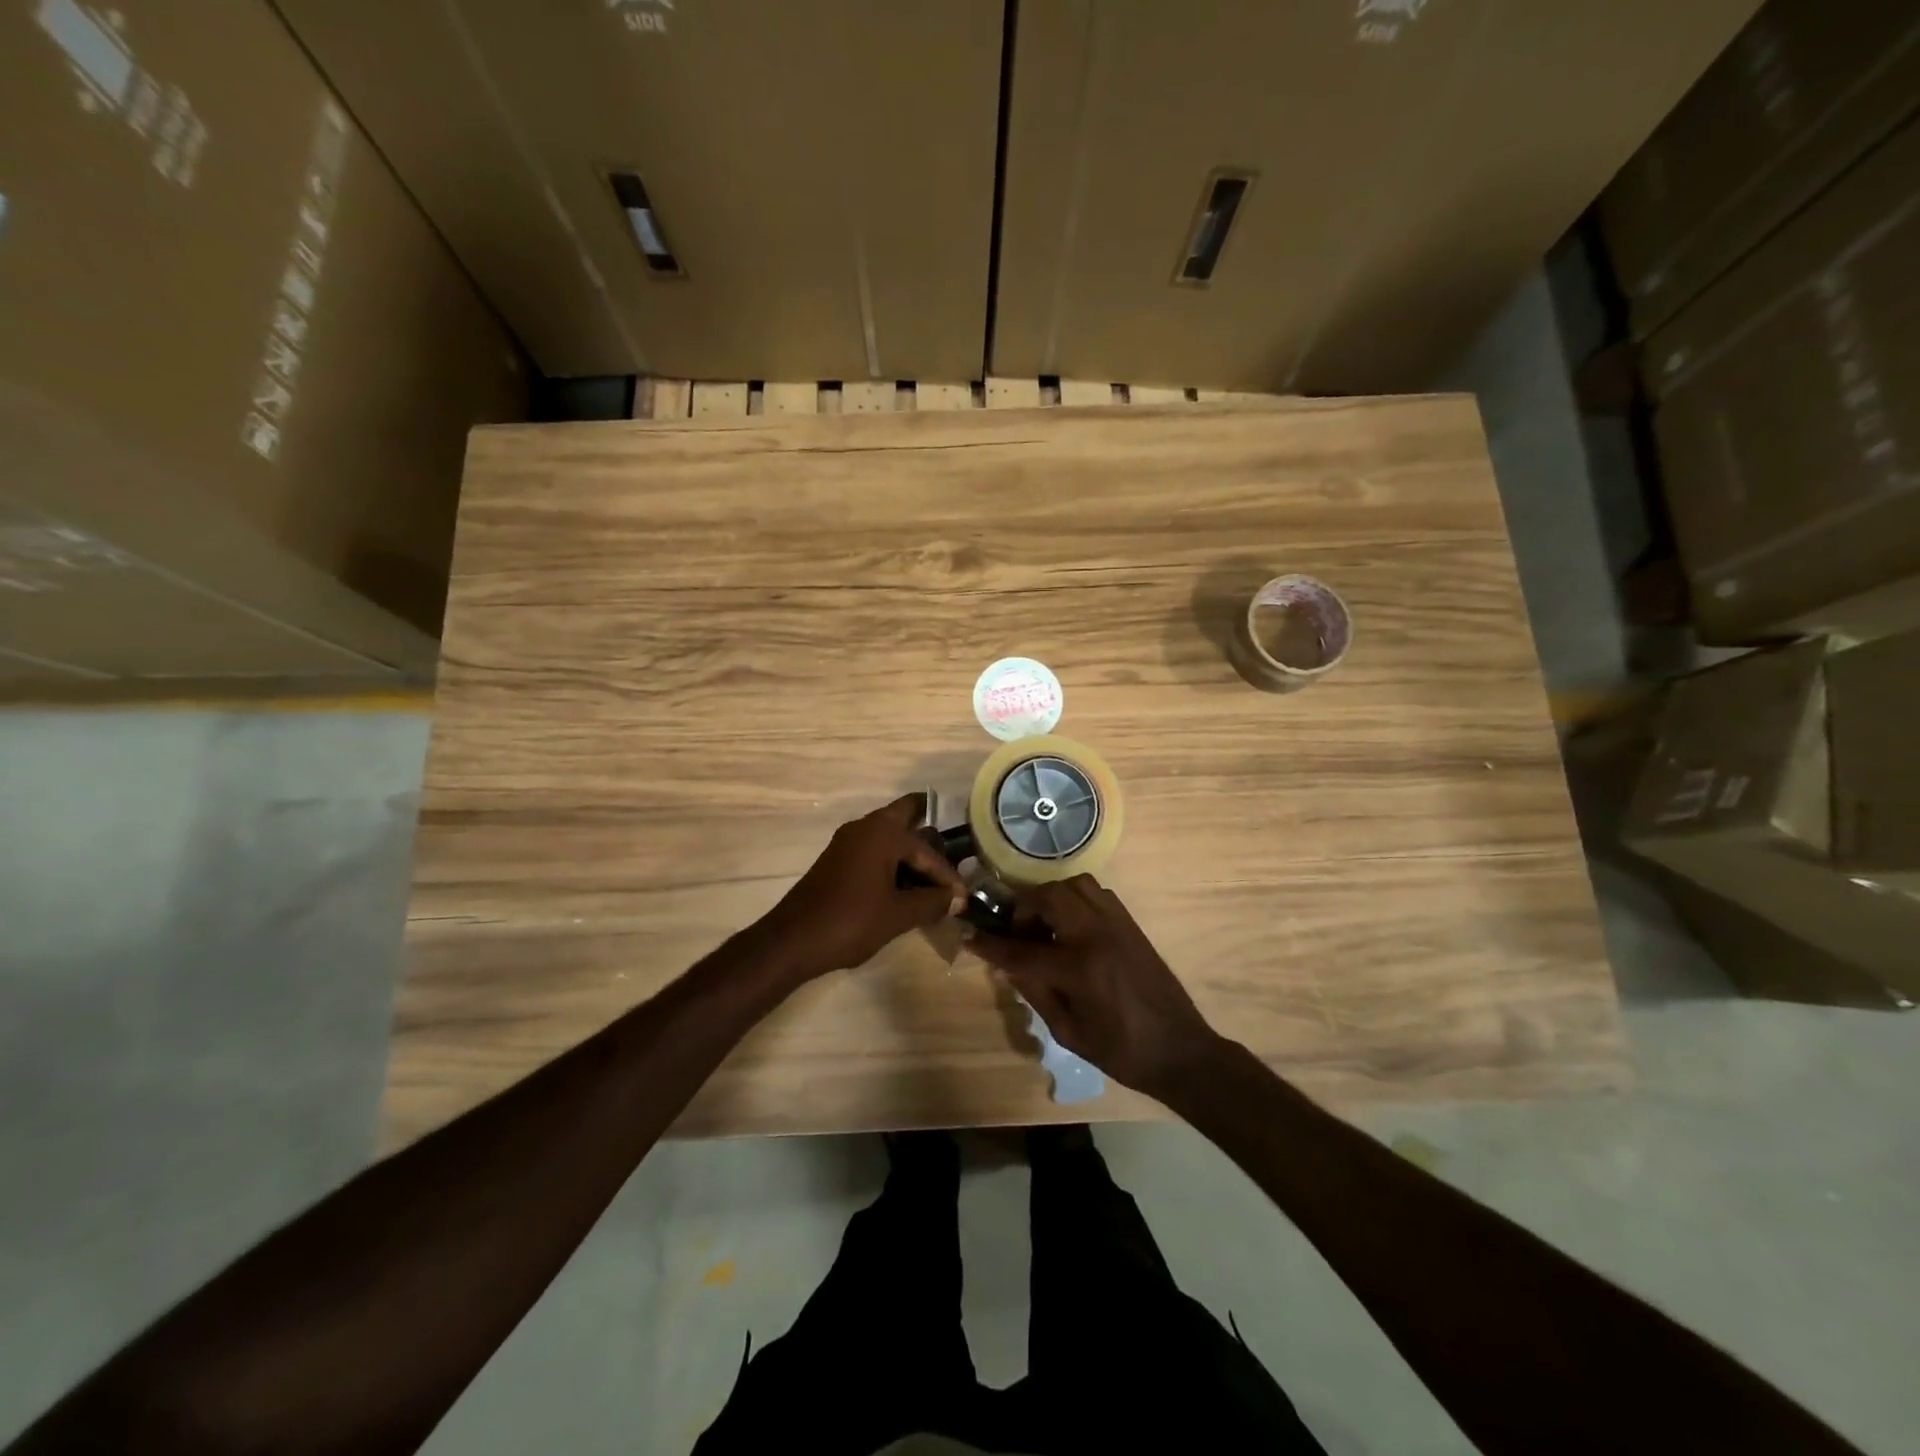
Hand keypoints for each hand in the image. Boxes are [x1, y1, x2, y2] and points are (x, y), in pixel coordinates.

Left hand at [759, 794, 968, 979]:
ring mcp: (848, 842)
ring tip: (934, 877)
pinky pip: (874, 850)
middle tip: (954, 851)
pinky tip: (906, 886)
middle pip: (905, 816)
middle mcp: (865, 827)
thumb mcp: (899, 914)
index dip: (948, 875)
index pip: (927, 850)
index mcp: (882, 833)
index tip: (964, 897)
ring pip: (889, 835)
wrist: (793, 940)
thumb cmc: (850, 922)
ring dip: (911, 850)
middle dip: (930, 832)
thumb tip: (957, 898)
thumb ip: (933, 902)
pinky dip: (893, 861)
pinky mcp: (838, 859)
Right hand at [969, 875, 1224, 1099]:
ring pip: (1073, 885)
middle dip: (1023, 910)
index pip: (1021, 948)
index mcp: (1078, 967)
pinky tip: (1071, 928)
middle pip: (1047, 897)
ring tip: (1044, 926)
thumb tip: (1009, 964)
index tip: (968, 934)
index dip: (990, 943)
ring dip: (1050, 899)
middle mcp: (1096, 934)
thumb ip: (1035, 991)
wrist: (1180, 1050)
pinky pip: (1095, 893)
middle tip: (1018, 933)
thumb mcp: (1068, 1031)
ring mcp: (1116, 923)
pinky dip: (1074, 900)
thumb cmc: (1121, 1050)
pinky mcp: (1130, 923)